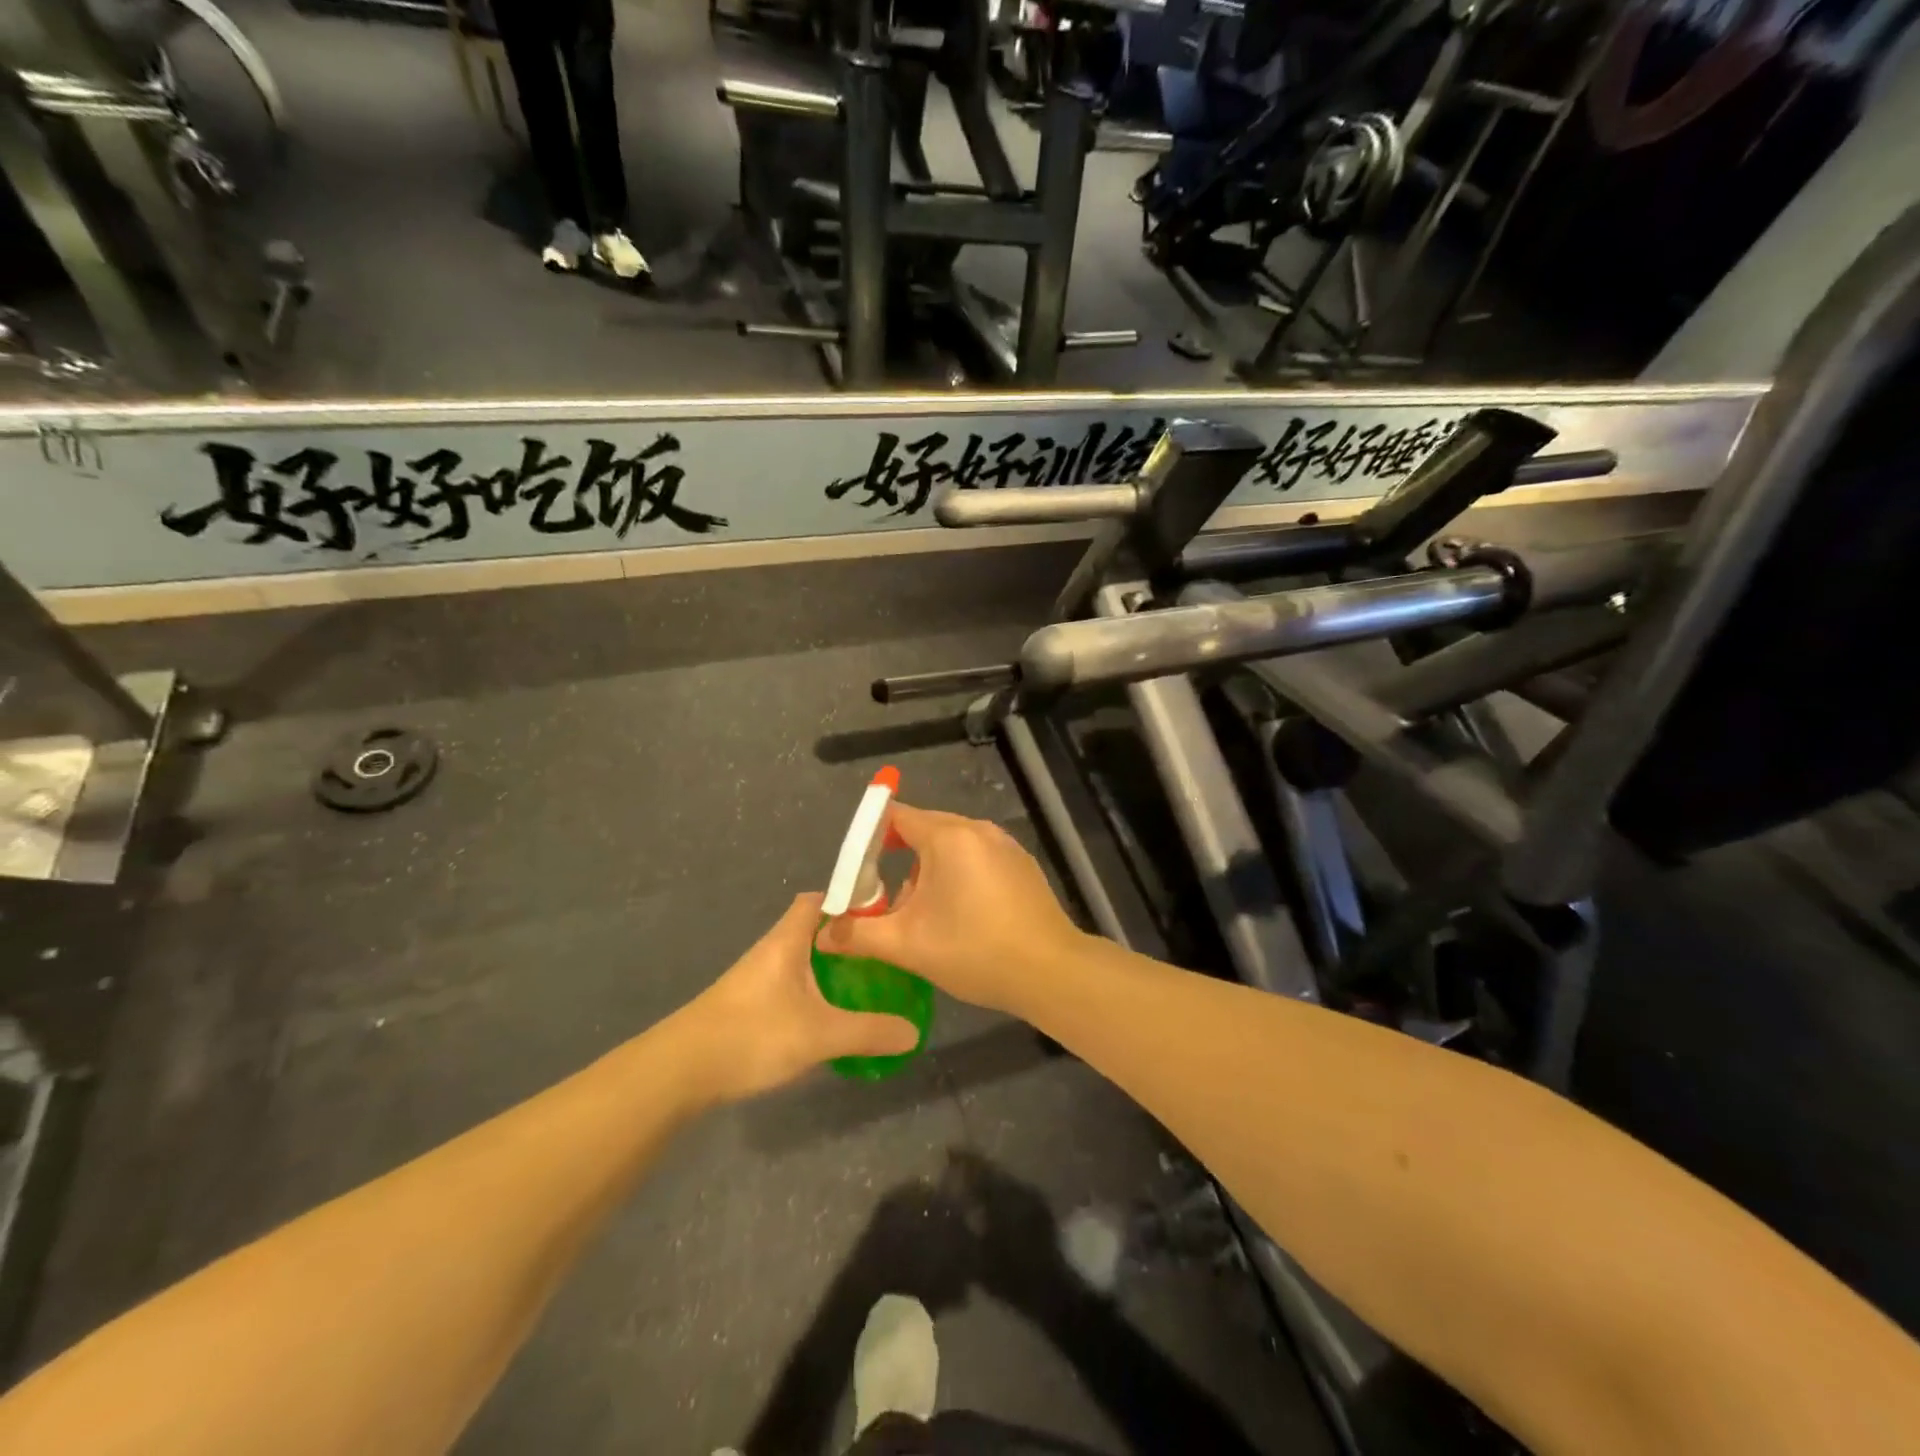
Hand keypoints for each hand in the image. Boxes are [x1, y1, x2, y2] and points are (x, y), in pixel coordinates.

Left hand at [680, 893, 919, 1102]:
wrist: (680, 1070)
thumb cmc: (752, 1033)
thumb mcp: (820, 1034)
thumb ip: (869, 1032)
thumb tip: (914, 1033)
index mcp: (788, 939)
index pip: (820, 899)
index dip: (850, 900)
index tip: (884, 914)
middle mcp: (772, 950)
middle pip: (814, 929)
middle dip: (848, 939)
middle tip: (884, 956)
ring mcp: (757, 978)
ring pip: (803, 959)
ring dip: (831, 967)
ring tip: (866, 985)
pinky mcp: (748, 1005)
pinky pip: (791, 985)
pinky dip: (814, 991)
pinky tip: (830, 1016)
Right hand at [815, 803, 1083, 1015]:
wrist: (1050, 972)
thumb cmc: (974, 951)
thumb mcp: (908, 945)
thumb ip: (859, 934)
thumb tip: (822, 934)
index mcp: (949, 837)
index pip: (897, 816)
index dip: (870, 837)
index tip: (856, 869)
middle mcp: (978, 830)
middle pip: (925, 829)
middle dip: (898, 858)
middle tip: (881, 897)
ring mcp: (1004, 846)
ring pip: (952, 846)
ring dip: (929, 871)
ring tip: (920, 913)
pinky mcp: (1021, 865)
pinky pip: (977, 858)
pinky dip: (958, 875)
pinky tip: (959, 915)